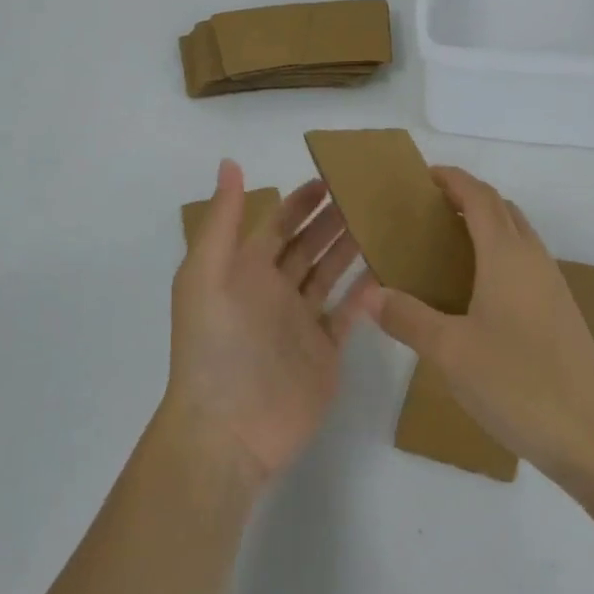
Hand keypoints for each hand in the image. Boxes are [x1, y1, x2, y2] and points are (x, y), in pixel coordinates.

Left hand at [165, 160, 365, 488]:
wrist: (229, 430)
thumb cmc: (215, 346)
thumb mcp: (206, 274)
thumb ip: (222, 220)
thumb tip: (230, 163)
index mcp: (244, 270)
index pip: (277, 224)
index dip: (301, 201)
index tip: (332, 177)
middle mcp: (273, 291)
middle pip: (308, 245)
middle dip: (332, 219)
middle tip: (368, 194)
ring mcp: (300, 322)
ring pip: (329, 274)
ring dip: (351, 248)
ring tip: (382, 222)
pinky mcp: (324, 352)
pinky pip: (348, 314)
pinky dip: (365, 293)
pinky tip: (387, 271)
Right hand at [358, 166, 593, 484]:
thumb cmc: (519, 383)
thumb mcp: (451, 352)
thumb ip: (408, 319)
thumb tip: (370, 294)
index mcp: (507, 255)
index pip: (479, 197)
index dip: (453, 180)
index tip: (424, 175)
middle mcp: (533, 260)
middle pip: (502, 210)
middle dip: (467, 199)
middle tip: (427, 212)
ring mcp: (553, 287)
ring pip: (517, 237)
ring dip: (485, 228)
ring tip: (445, 248)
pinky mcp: (561, 314)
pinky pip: (525, 265)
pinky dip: (498, 257)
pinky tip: (476, 294)